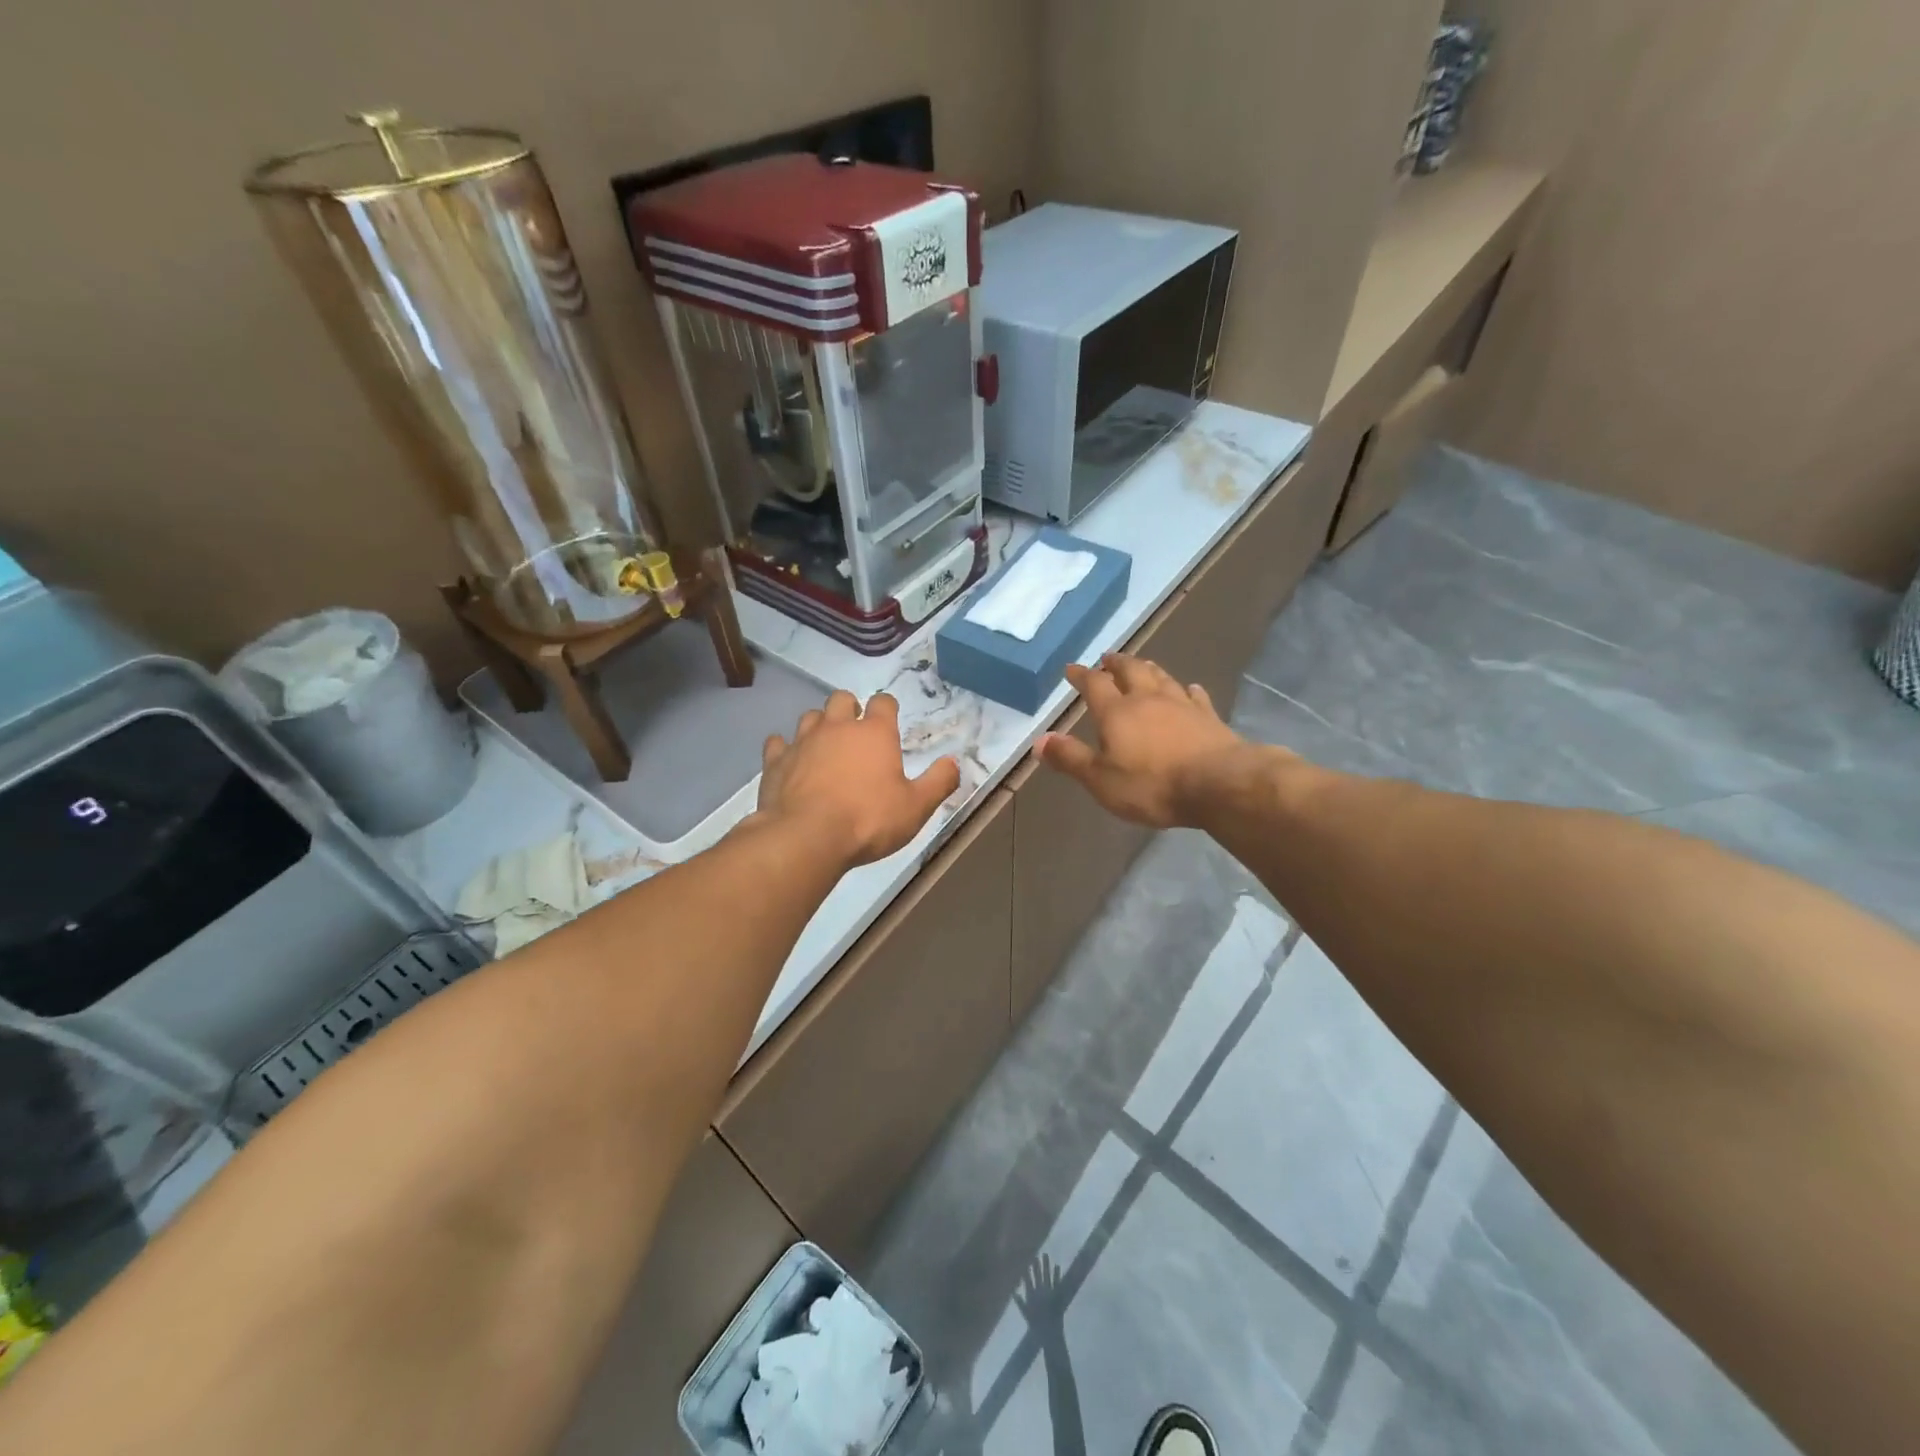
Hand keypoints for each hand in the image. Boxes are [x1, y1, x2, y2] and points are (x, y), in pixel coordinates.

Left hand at [758, 690, 960, 867]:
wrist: (807, 837)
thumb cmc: (868, 820)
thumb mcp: (916, 807)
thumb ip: (939, 782)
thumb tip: (954, 762)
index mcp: (874, 734)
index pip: (883, 702)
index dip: (887, 707)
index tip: (889, 718)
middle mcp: (837, 727)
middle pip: (841, 699)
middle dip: (850, 709)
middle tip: (856, 730)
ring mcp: (802, 741)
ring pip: (810, 716)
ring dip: (819, 725)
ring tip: (825, 745)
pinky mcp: (775, 762)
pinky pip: (777, 743)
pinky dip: (785, 748)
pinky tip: (789, 760)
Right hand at [1037, 654, 1251, 827]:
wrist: (1218, 784)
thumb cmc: (1152, 785)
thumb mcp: (1100, 780)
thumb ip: (1070, 758)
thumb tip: (1038, 741)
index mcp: (1116, 712)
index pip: (1094, 685)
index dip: (1081, 675)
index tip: (1072, 669)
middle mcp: (1147, 699)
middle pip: (1130, 671)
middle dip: (1116, 664)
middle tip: (1108, 659)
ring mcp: (1181, 705)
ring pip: (1161, 677)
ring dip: (1148, 669)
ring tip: (1142, 665)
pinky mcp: (1208, 717)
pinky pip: (1194, 695)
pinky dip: (1187, 690)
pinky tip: (1189, 689)